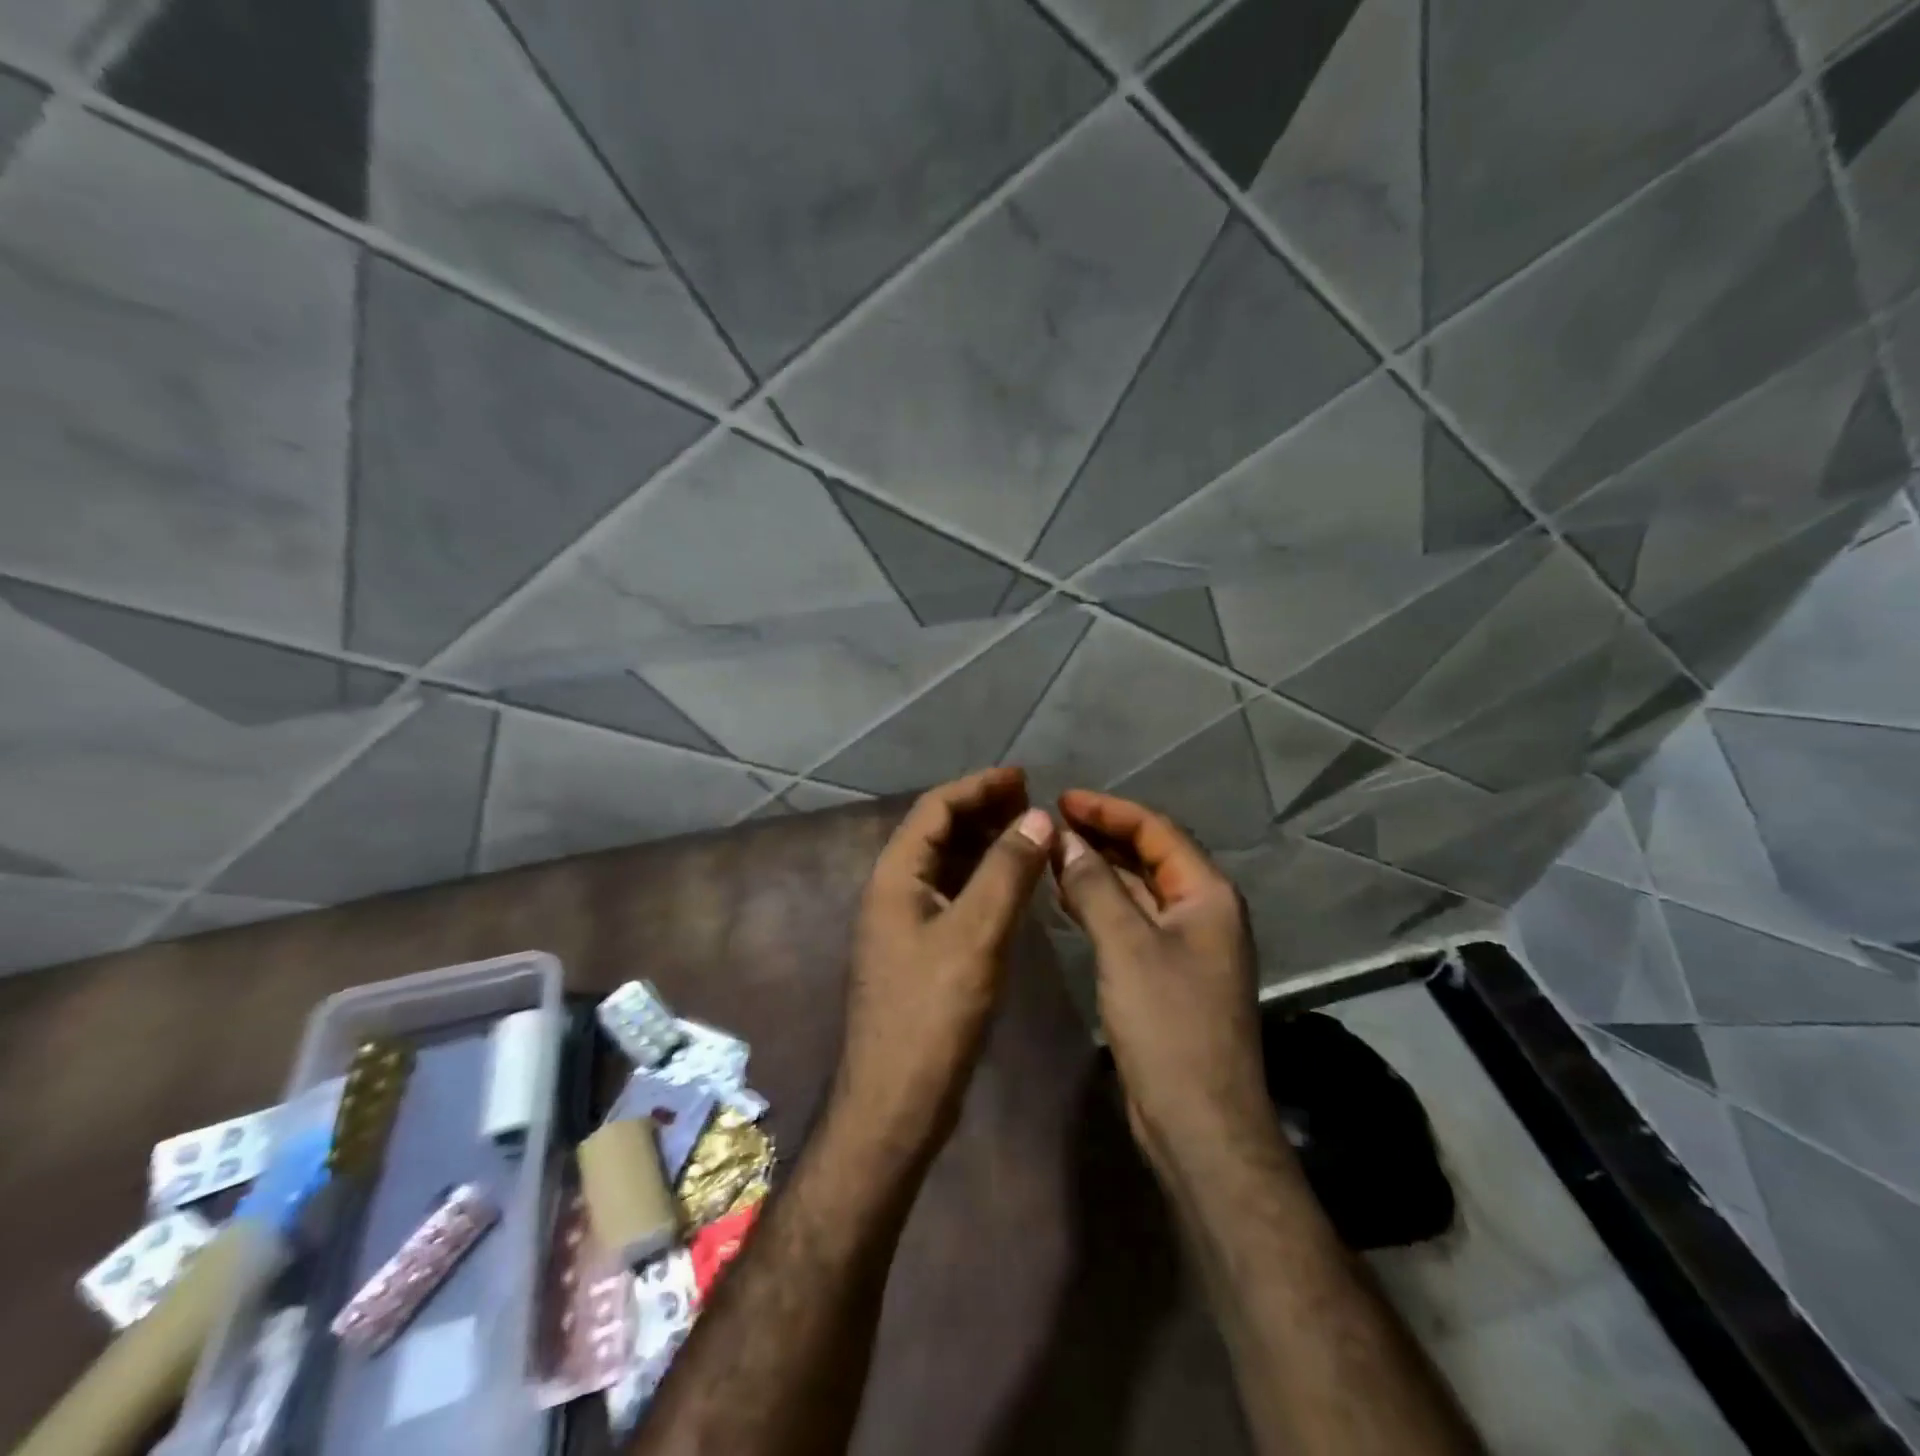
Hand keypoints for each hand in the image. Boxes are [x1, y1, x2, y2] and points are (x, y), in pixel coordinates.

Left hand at [835, 767, 1055, 1158]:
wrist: (896, 1102)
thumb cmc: (932, 1014)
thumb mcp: (975, 934)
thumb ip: (1007, 871)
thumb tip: (1038, 816)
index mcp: (895, 876)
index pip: (935, 808)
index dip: (978, 786)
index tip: (1023, 777)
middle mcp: (894, 890)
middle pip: (939, 832)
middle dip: (984, 810)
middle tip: (1032, 801)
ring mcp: (905, 923)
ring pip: (947, 865)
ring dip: (986, 844)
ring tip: (1031, 833)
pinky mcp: (921, 951)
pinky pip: (954, 896)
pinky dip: (984, 879)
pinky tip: (1015, 884)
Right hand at [1052, 790, 1280, 1183]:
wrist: (1199, 1122)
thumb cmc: (1168, 1024)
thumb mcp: (1126, 945)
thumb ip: (1094, 885)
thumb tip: (1063, 839)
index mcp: (1207, 894)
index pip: (1156, 830)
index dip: (1108, 810)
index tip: (1061, 800)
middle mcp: (1203, 911)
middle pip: (1149, 855)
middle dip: (1102, 836)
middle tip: (1050, 824)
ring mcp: (1187, 945)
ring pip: (1139, 889)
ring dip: (1099, 869)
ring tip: (1051, 854)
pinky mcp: (1168, 974)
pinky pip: (1132, 921)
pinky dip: (1101, 904)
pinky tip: (1067, 899)